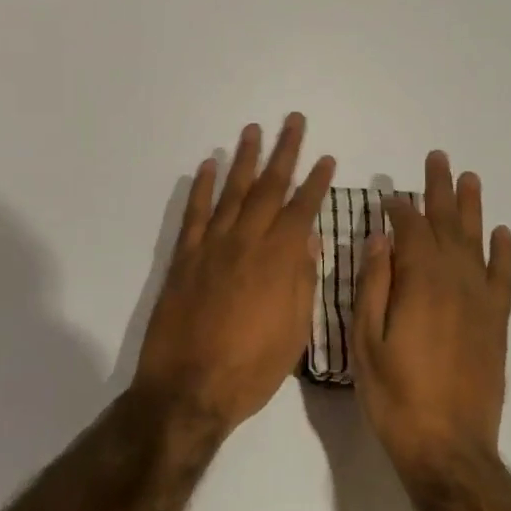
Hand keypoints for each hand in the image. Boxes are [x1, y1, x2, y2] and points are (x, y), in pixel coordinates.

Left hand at [132, 115, 334, 436]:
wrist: (188, 389)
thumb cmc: (251, 368)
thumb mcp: (294, 332)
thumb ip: (302, 280)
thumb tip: (309, 239)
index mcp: (278, 260)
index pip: (302, 209)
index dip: (316, 182)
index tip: (326, 158)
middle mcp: (246, 242)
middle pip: (269, 187)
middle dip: (284, 152)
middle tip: (292, 121)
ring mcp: (211, 246)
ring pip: (232, 192)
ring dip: (244, 159)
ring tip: (252, 129)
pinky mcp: (184, 258)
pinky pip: (195, 214)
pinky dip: (202, 188)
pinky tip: (208, 166)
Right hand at [352, 151, 510, 473]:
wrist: (448, 446)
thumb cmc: (395, 395)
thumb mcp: (366, 340)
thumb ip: (373, 284)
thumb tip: (380, 238)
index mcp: (420, 282)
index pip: (409, 229)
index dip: (398, 207)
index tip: (388, 193)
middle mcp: (455, 281)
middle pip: (447, 224)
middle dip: (439, 191)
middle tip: (438, 159)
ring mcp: (480, 301)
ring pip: (476, 242)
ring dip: (471, 208)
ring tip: (469, 178)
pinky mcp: (496, 322)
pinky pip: (502, 277)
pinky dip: (502, 252)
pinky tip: (501, 232)